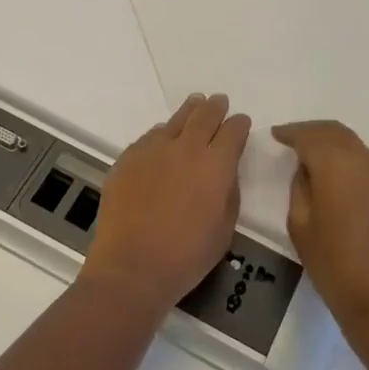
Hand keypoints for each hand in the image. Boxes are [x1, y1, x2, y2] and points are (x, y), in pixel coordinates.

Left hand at [84, 94, 250, 311]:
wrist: (131, 267)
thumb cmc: (186, 256)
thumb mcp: (225, 228)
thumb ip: (229, 192)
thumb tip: (225, 172)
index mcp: (216, 165)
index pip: (233, 131)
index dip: (239, 125)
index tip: (241, 123)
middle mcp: (185, 148)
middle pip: (204, 116)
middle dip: (215, 108)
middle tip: (219, 102)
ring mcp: (153, 150)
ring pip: (175, 121)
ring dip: (189, 112)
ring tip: (194, 105)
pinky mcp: (127, 158)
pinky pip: (150, 137)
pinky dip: (163, 133)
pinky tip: (163, 139)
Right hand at [270, 121, 368, 330]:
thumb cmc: (334, 266)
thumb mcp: (300, 226)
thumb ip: (300, 188)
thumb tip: (307, 170)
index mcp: (336, 165)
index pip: (310, 135)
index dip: (291, 132)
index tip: (276, 135)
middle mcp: (365, 163)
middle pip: (337, 132)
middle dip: (313, 132)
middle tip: (293, 140)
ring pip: (357, 147)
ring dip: (334, 146)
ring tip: (314, 160)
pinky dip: (350, 163)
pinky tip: (339, 181)